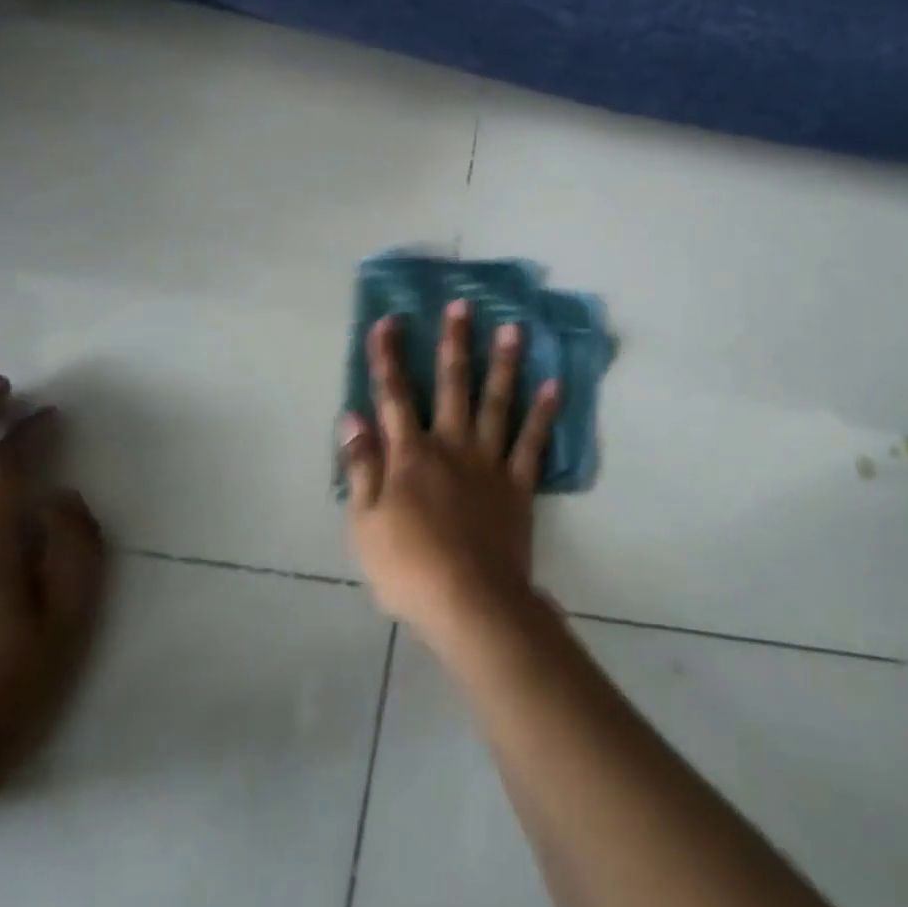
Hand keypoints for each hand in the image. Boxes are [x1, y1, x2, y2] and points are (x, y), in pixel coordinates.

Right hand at [342, 303, 559, 642]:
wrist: (469, 601)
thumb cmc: (408, 567)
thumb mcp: (365, 523)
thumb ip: (361, 466)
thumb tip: (353, 416)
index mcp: (410, 454)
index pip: (393, 395)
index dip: (388, 357)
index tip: (389, 320)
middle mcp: (451, 445)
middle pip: (451, 385)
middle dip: (454, 342)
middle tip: (462, 305)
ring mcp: (489, 461)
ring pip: (496, 401)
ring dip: (504, 363)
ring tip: (513, 327)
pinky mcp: (518, 482)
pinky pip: (533, 440)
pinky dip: (544, 412)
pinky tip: (554, 383)